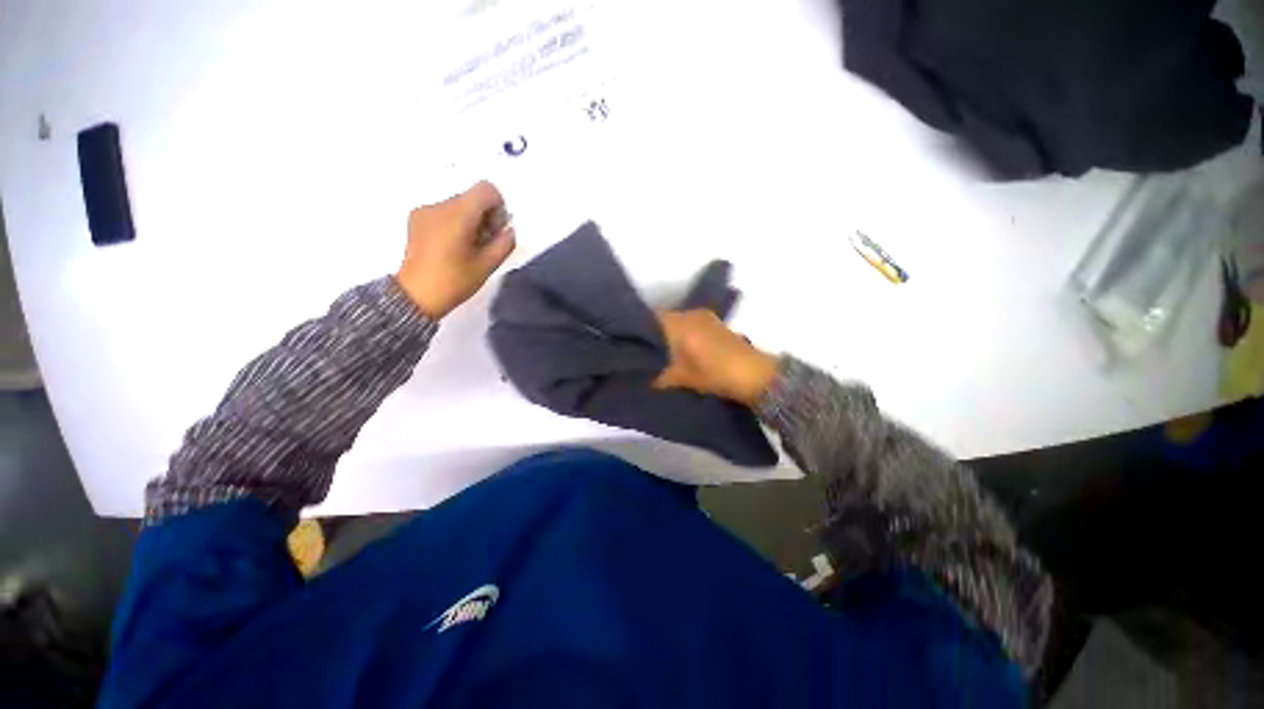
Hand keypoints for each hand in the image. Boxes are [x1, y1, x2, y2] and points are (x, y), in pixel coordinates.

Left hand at [395, 181, 515, 319]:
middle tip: (485, 244)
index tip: (496, 230)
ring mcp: (424, 211)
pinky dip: (455, 224)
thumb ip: (504, 243)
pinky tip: (452, 248)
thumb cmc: (455, 281)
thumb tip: (508, 230)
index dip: (498, 207)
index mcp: (458, 214)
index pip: (486, 189)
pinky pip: (444, 212)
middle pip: (471, 197)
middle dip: (485, 216)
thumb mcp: (488, 265)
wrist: (416, 295)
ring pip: (458, 205)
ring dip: (470, 221)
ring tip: (468, 249)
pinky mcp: (416, 219)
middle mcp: (439, 205)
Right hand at [652, 309, 778, 406]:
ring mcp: (706, 317)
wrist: (753, 374)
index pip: (651, 319)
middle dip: (655, 333)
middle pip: (664, 319)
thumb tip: (642, 378)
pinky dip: (685, 333)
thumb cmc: (713, 374)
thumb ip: (658, 376)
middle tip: (647, 350)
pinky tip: (684, 348)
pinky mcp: (717, 323)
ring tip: (664, 351)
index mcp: (679, 323)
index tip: (634, 343)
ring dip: (671, 333)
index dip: (641, 330)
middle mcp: (691, 313)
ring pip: (679, 321)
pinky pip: (692, 323)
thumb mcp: (681, 378)